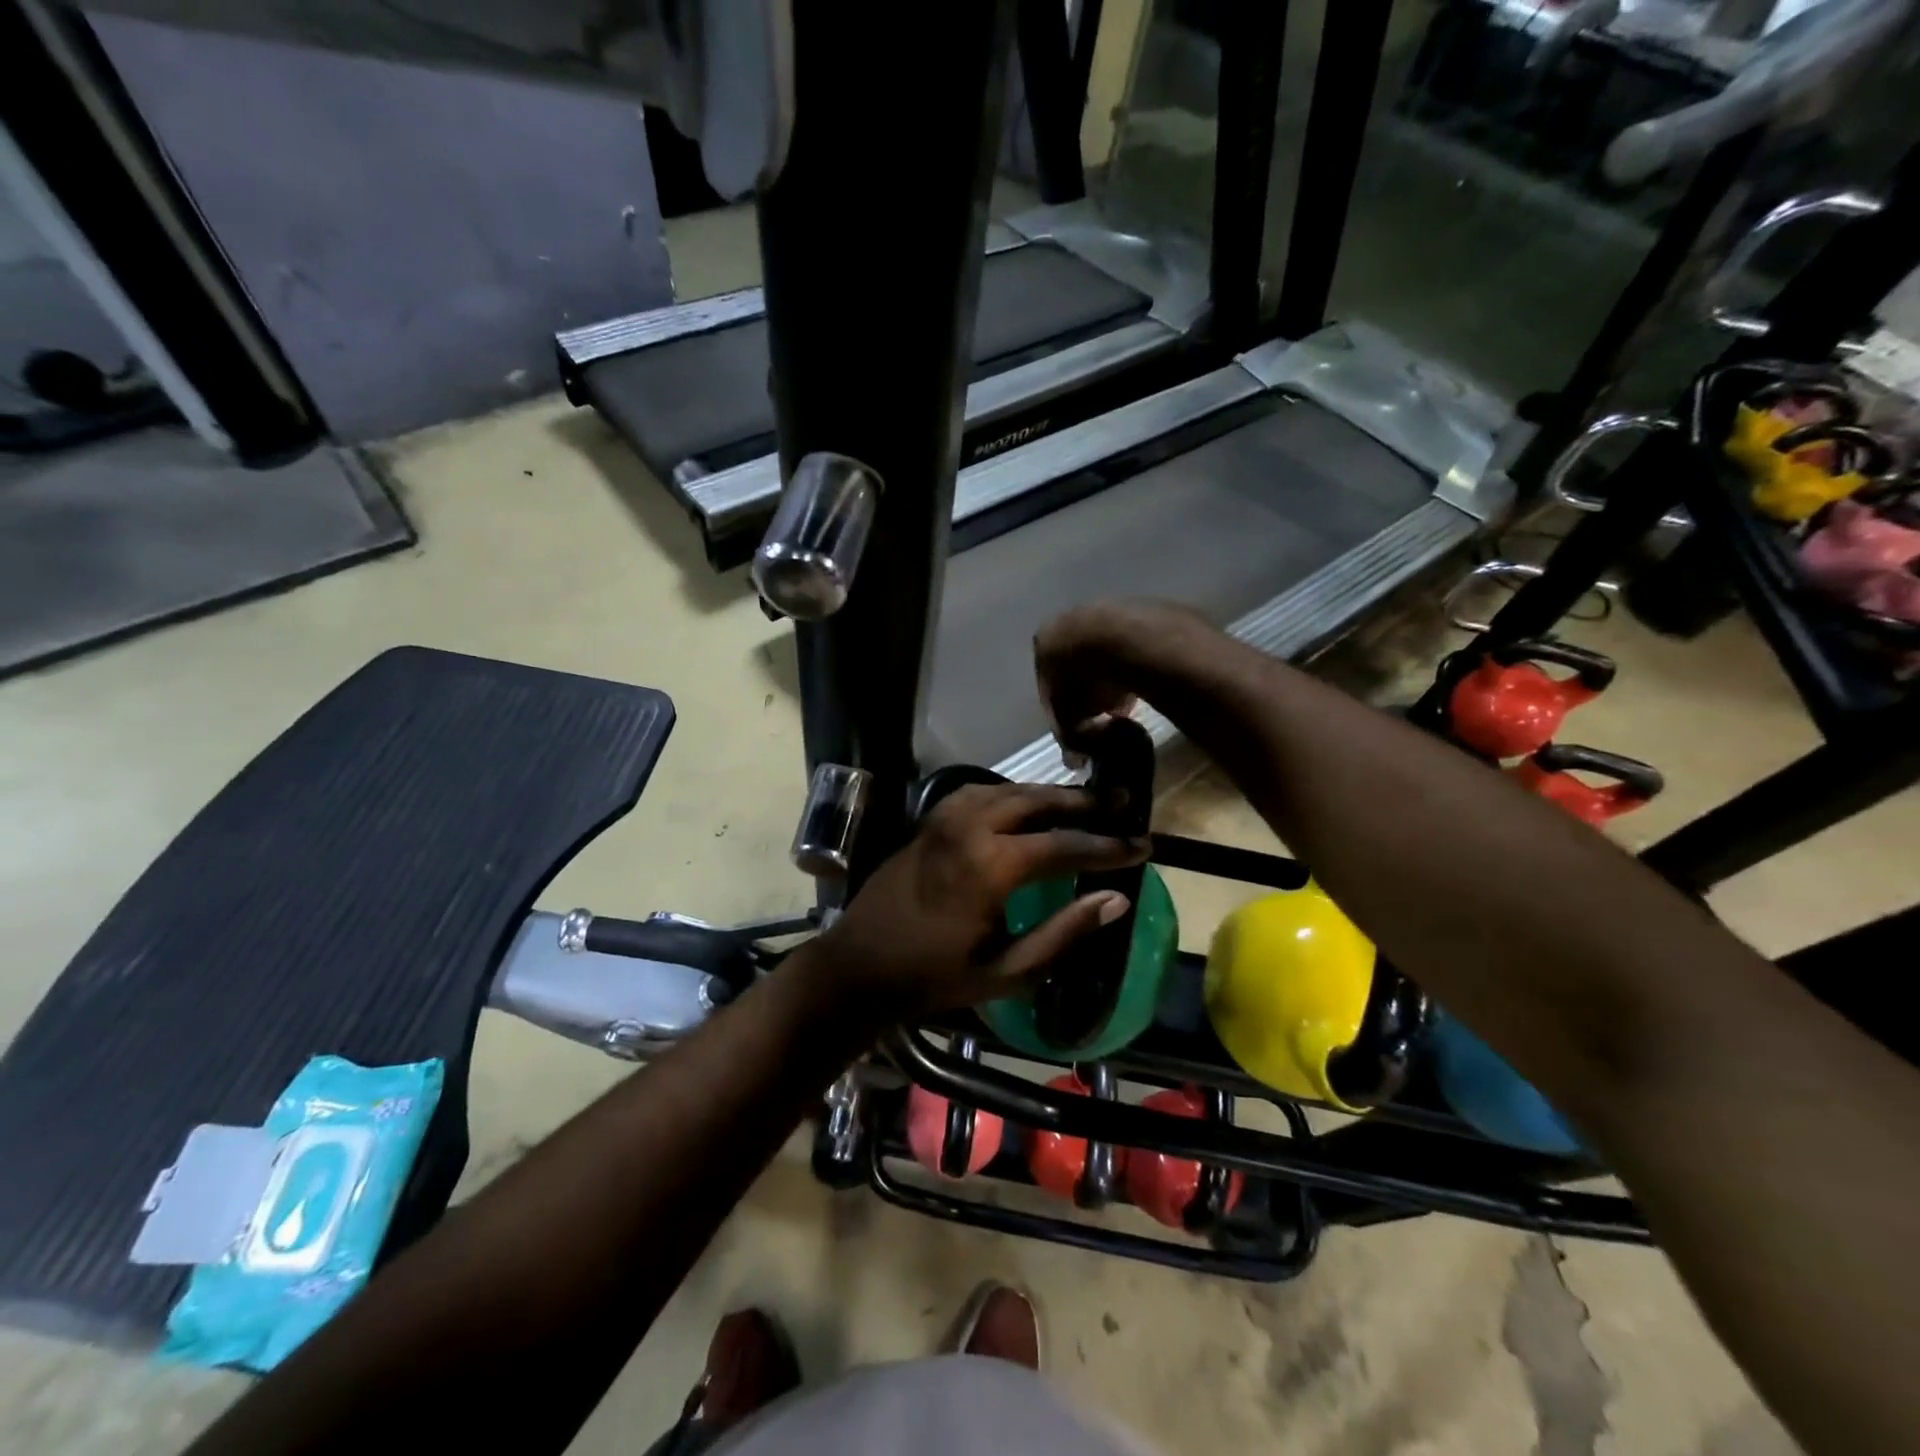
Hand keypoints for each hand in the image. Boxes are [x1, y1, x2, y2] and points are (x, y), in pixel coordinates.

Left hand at [816, 783, 1147, 1020]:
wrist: (860, 964)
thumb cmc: (935, 976)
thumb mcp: (1008, 969)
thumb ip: (1064, 932)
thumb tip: (1116, 900)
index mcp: (992, 866)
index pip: (1066, 845)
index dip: (1108, 846)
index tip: (1142, 844)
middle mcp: (971, 827)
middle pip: (1039, 801)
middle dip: (1084, 801)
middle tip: (1121, 799)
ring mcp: (946, 817)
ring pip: (1009, 788)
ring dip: (1049, 792)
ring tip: (1083, 799)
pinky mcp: (931, 819)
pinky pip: (981, 791)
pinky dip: (1012, 791)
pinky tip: (1027, 802)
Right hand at [1033, 598, 1211, 742]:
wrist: (1129, 638)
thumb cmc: (1087, 679)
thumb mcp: (1070, 716)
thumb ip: (1068, 736)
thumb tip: (1075, 758)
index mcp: (1045, 641)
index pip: (1048, 682)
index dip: (1063, 711)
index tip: (1079, 728)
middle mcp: (1069, 619)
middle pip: (1076, 665)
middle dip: (1089, 692)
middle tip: (1105, 717)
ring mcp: (1105, 610)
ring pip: (1105, 653)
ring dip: (1112, 678)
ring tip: (1128, 702)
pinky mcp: (1139, 609)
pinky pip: (1131, 645)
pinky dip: (1133, 663)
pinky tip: (1145, 682)